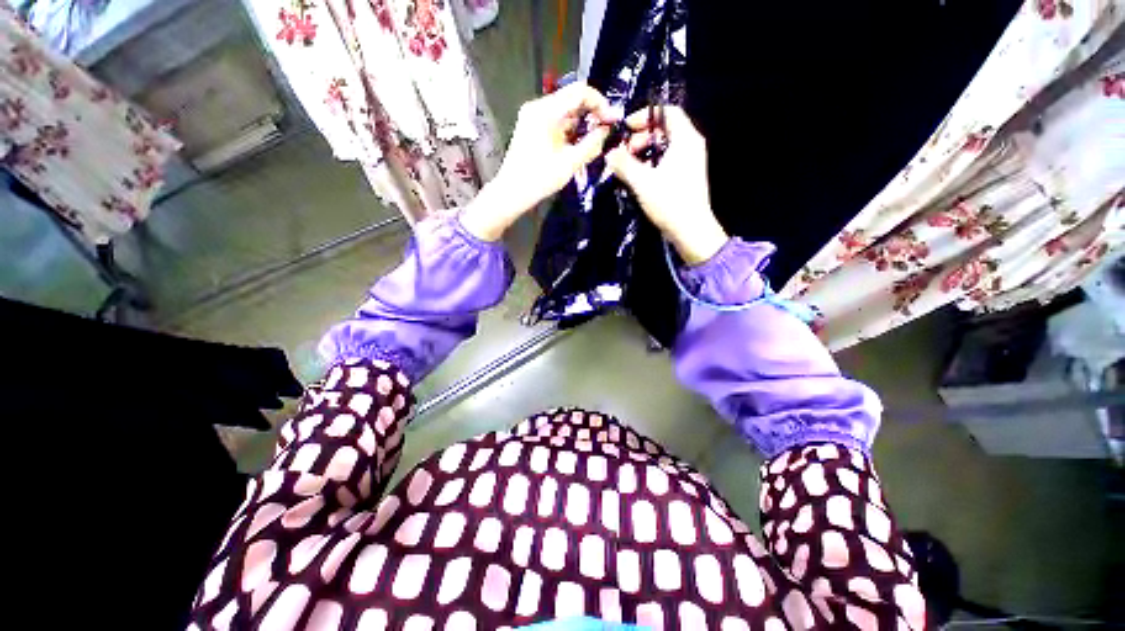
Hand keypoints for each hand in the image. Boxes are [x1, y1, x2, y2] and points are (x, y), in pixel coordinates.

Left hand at [461, 83, 617, 240]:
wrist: (512, 193)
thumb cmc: (539, 179)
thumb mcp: (569, 163)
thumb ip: (591, 144)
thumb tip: (607, 130)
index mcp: (545, 111)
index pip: (580, 91)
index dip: (600, 103)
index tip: (612, 120)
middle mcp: (538, 106)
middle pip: (572, 99)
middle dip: (592, 113)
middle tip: (606, 131)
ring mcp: (533, 116)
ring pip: (565, 111)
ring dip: (582, 122)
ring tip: (595, 139)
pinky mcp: (532, 127)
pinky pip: (556, 120)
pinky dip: (570, 129)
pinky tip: (579, 143)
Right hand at [605, 106, 727, 264]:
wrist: (691, 230)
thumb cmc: (669, 202)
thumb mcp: (642, 182)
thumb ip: (624, 164)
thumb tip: (609, 153)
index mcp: (685, 139)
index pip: (667, 112)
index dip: (645, 116)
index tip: (626, 129)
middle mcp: (691, 145)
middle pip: (664, 129)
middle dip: (641, 137)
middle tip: (624, 152)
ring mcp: (690, 161)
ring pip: (665, 146)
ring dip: (644, 152)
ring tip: (628, 166)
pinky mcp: (686, 176)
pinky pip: (667, 160)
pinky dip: (652, 163)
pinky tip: (639, 177)